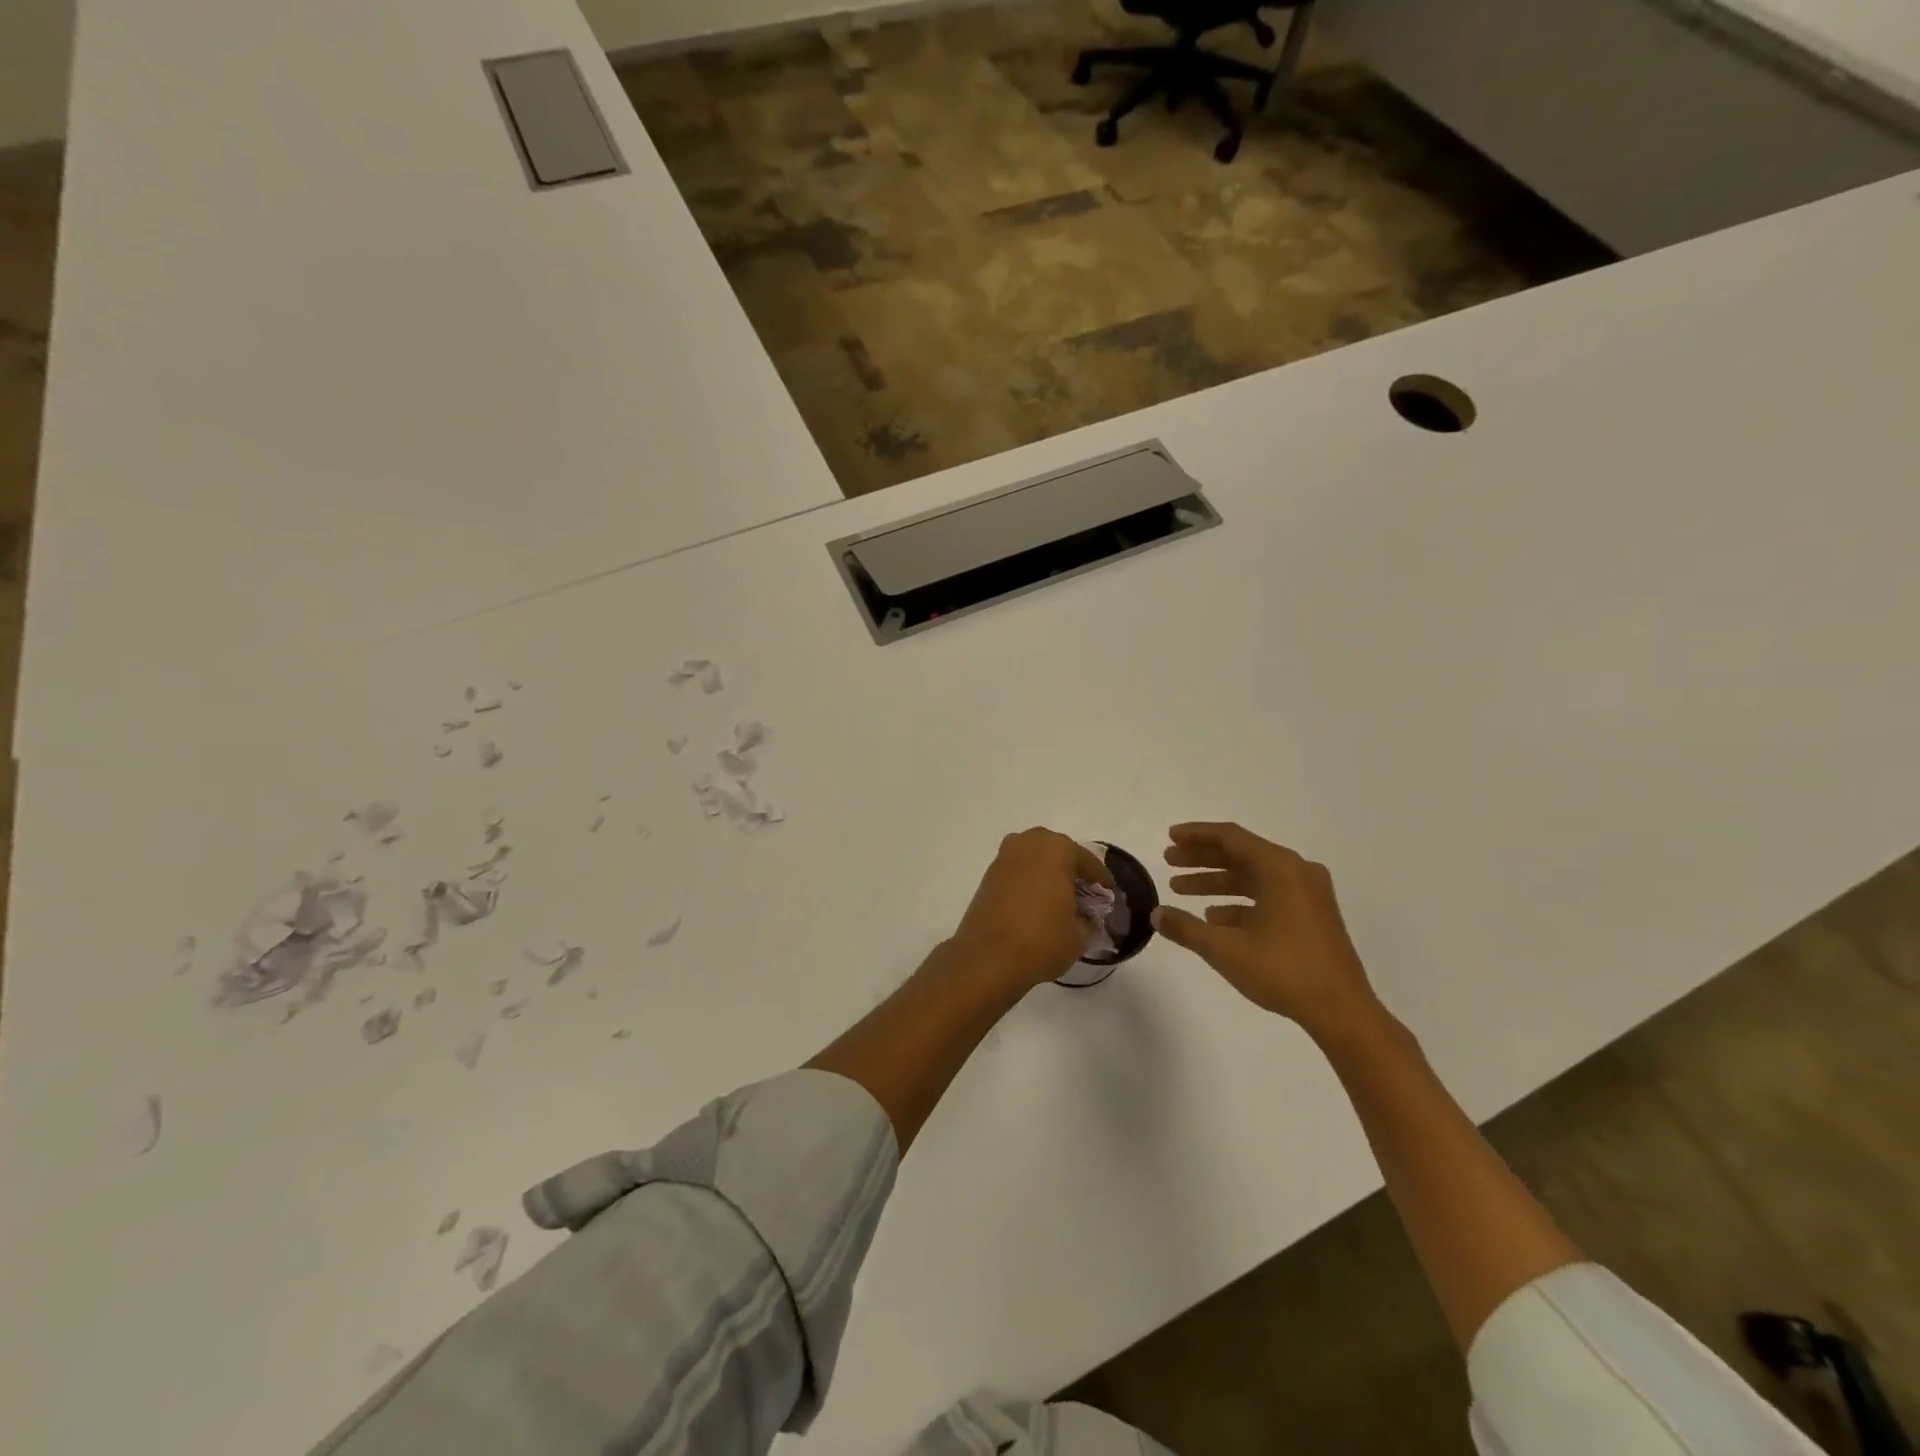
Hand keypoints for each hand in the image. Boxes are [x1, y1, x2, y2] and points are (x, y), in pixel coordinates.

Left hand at [950, 828, 1113, 992]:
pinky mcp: (989, 875)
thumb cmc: (1042, 939)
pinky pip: (1019, 873)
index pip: (1088, 863)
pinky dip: (1030, 884)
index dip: (1102, 884)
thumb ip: (1088, 920)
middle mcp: (1029, 843)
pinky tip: (1038, 906)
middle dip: (1073, 874)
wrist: (988, 957)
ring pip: (1037, 861)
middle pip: (1060, 855)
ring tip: (1061, 904)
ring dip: (1050, 877)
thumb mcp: (1079, 935)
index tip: (1109, 900)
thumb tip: (1086, 918)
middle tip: (1085, 899)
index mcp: (1057, 848)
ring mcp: (1005, 857)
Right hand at [1153, 822, 1380, 1039]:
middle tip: (1169, 861)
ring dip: (1217, 881)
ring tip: (1180, 890)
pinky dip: (1239, 902)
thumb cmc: (1283, 971)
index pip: (1230, 837)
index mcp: (1280, 868)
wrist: (1343, 1011)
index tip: (1170, 837)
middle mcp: (1297, 872)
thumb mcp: (1225, 949)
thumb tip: (1156, 914)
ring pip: (1253, 877)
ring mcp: (1308, 895)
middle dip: (1202, 858)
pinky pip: (1268, 896)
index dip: (1196, 835)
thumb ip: (1186, 928)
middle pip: (1241, 854)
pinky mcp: (1312, 916)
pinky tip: (1214, 918)